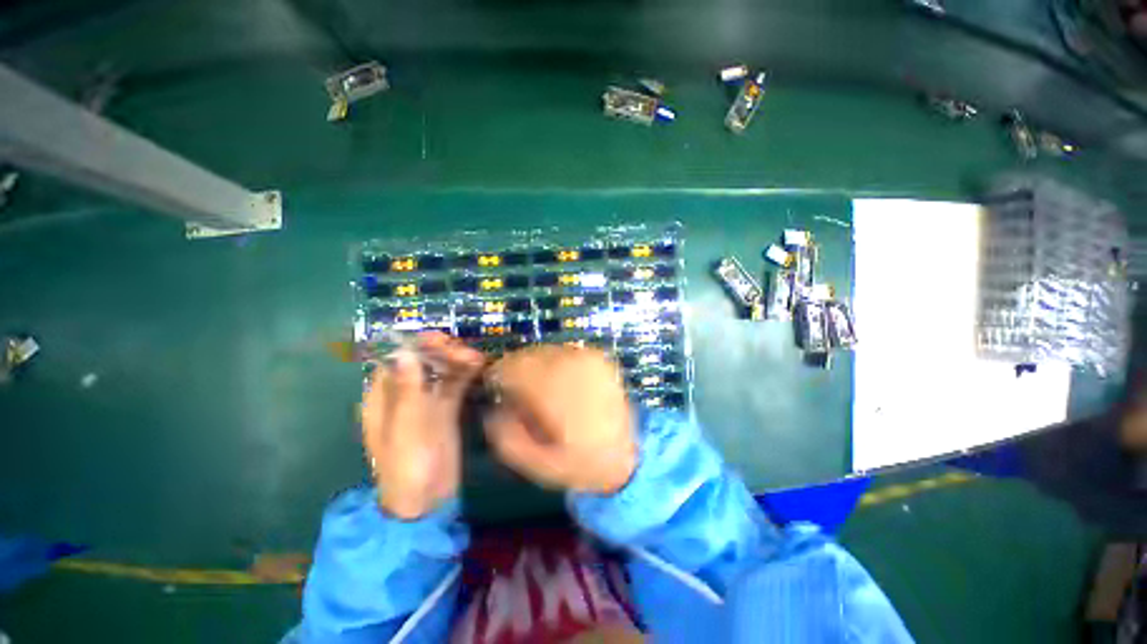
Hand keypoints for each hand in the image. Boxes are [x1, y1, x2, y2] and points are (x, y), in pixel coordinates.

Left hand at [361, 332, 483, 518]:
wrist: (427, 502)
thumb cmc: (406, 468)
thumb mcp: (406, 429)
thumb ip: (408, 391)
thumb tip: (405, 352)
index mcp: (382, 399)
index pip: (396, 361)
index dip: (415, 346)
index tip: (437, 339)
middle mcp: (404, 395)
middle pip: (422, 362)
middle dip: (442, 352)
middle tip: (463, 352)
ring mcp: (427, 402)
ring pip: (441, 371)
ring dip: (457, 360)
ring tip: (476, 358)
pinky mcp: (447, 409)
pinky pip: (456, 384)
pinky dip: (466, 373)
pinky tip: (479, 365)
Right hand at [484, 345, 635, 494]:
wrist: (629, 454)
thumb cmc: (580, 463)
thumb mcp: (535, 464)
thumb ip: (505, 437)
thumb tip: (492, 407)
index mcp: (552, 390)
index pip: (509, 367)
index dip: (498, 377)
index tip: (498, 391)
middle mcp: (569, 365)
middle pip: (525, 356)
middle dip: (517, 373)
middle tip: (521, 396)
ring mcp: (586, 357)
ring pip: (544, 351)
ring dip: (536, 368)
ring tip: (544, 391)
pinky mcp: (598, 357)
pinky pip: (564, 353)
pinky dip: (555, 365)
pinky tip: (563, 385)